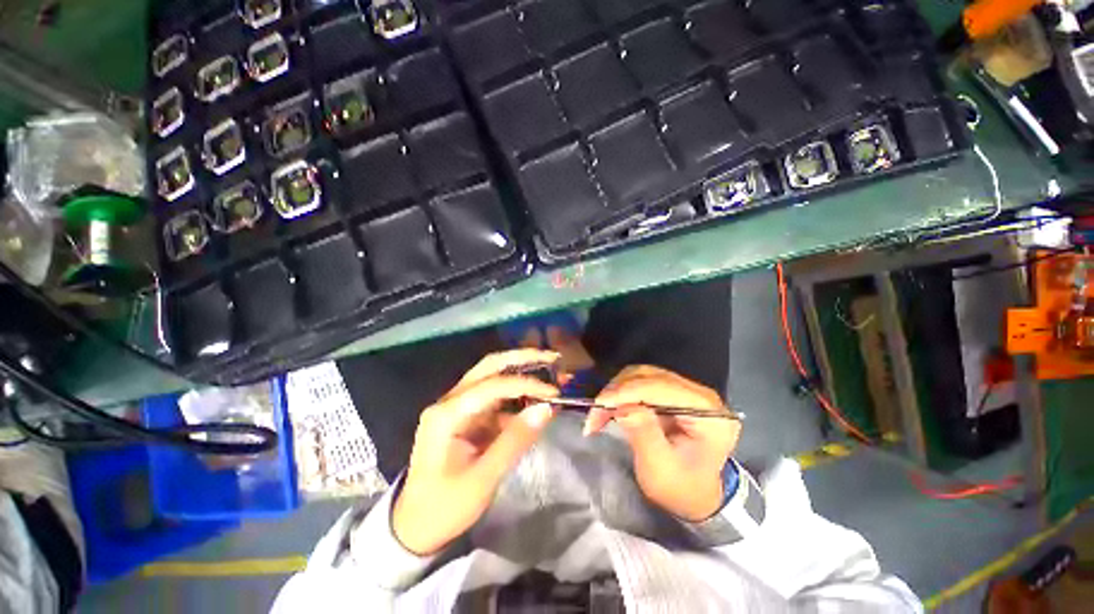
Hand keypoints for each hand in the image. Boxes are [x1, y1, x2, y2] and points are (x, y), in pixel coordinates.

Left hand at [392, 349, 560, 555]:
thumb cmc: (445, 507)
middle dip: (521, 358)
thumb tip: (546, 409)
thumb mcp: (483, 478)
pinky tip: (532, 401)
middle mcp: (449, 401)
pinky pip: (493, 397)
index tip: (554, 393)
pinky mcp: (464, 416)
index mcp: (447, 414)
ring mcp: (456, 407)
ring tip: (548, 371)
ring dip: (519, 371)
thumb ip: (515, 440)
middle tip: (551, 356)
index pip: (493, 385)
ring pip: (491, 376)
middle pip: (489, 367)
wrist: (415, 528)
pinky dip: (514, 396)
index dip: (526, 385)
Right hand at [585, 366, 740, 521]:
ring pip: (642, 375)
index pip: (663, 388)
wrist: (695, 495)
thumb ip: (645, 435)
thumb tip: (623, 406)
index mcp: (709, 414)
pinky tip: (610, 407)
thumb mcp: (661, 469)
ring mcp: (688, 391)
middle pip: (651, 377)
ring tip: (600, 412)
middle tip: (596, 412)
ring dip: (617, 390)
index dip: (628, 391)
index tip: (600, 404)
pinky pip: (641, 382)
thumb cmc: (681, 489)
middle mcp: (701, 396)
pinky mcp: (674, 392)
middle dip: (618, 391)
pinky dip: (622, 392)